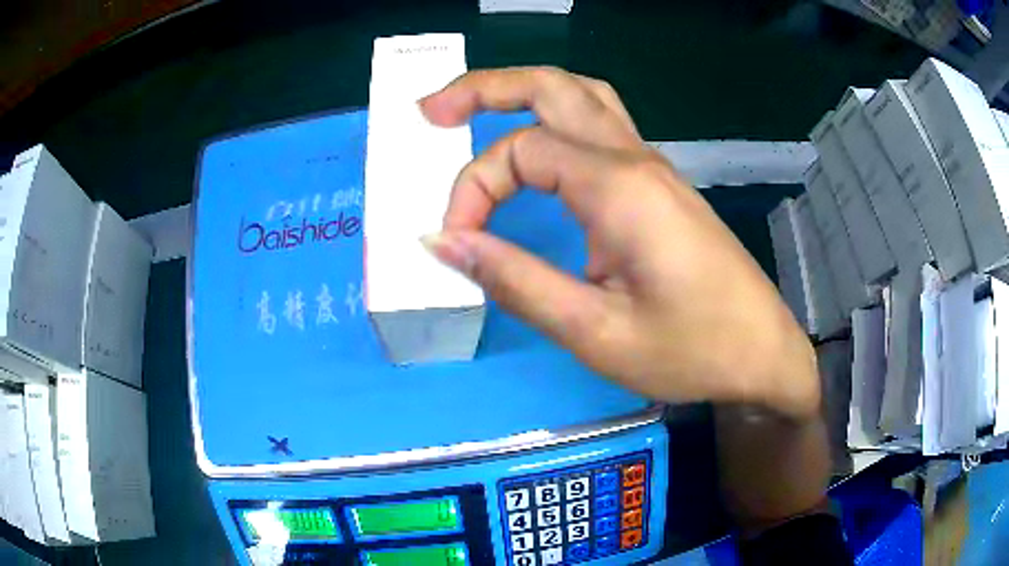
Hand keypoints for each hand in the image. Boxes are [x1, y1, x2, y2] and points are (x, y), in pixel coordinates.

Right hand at [420, 67, 817, 418]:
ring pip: (582, 95)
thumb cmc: (692, 350)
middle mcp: (636, 159)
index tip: (457, 242)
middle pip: (554, 85)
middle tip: (431, 112)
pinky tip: (536, 146)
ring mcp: (653, 166)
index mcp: (620, 188)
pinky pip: (601, 125)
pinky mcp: (658, 184)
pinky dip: (554, 118)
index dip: (473, 188)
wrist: (762, 353)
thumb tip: (441, 242)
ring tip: (475, 112)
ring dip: (524, 92)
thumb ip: (515, 281)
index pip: (522, 151)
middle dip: (485, 87)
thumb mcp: (595, 331)